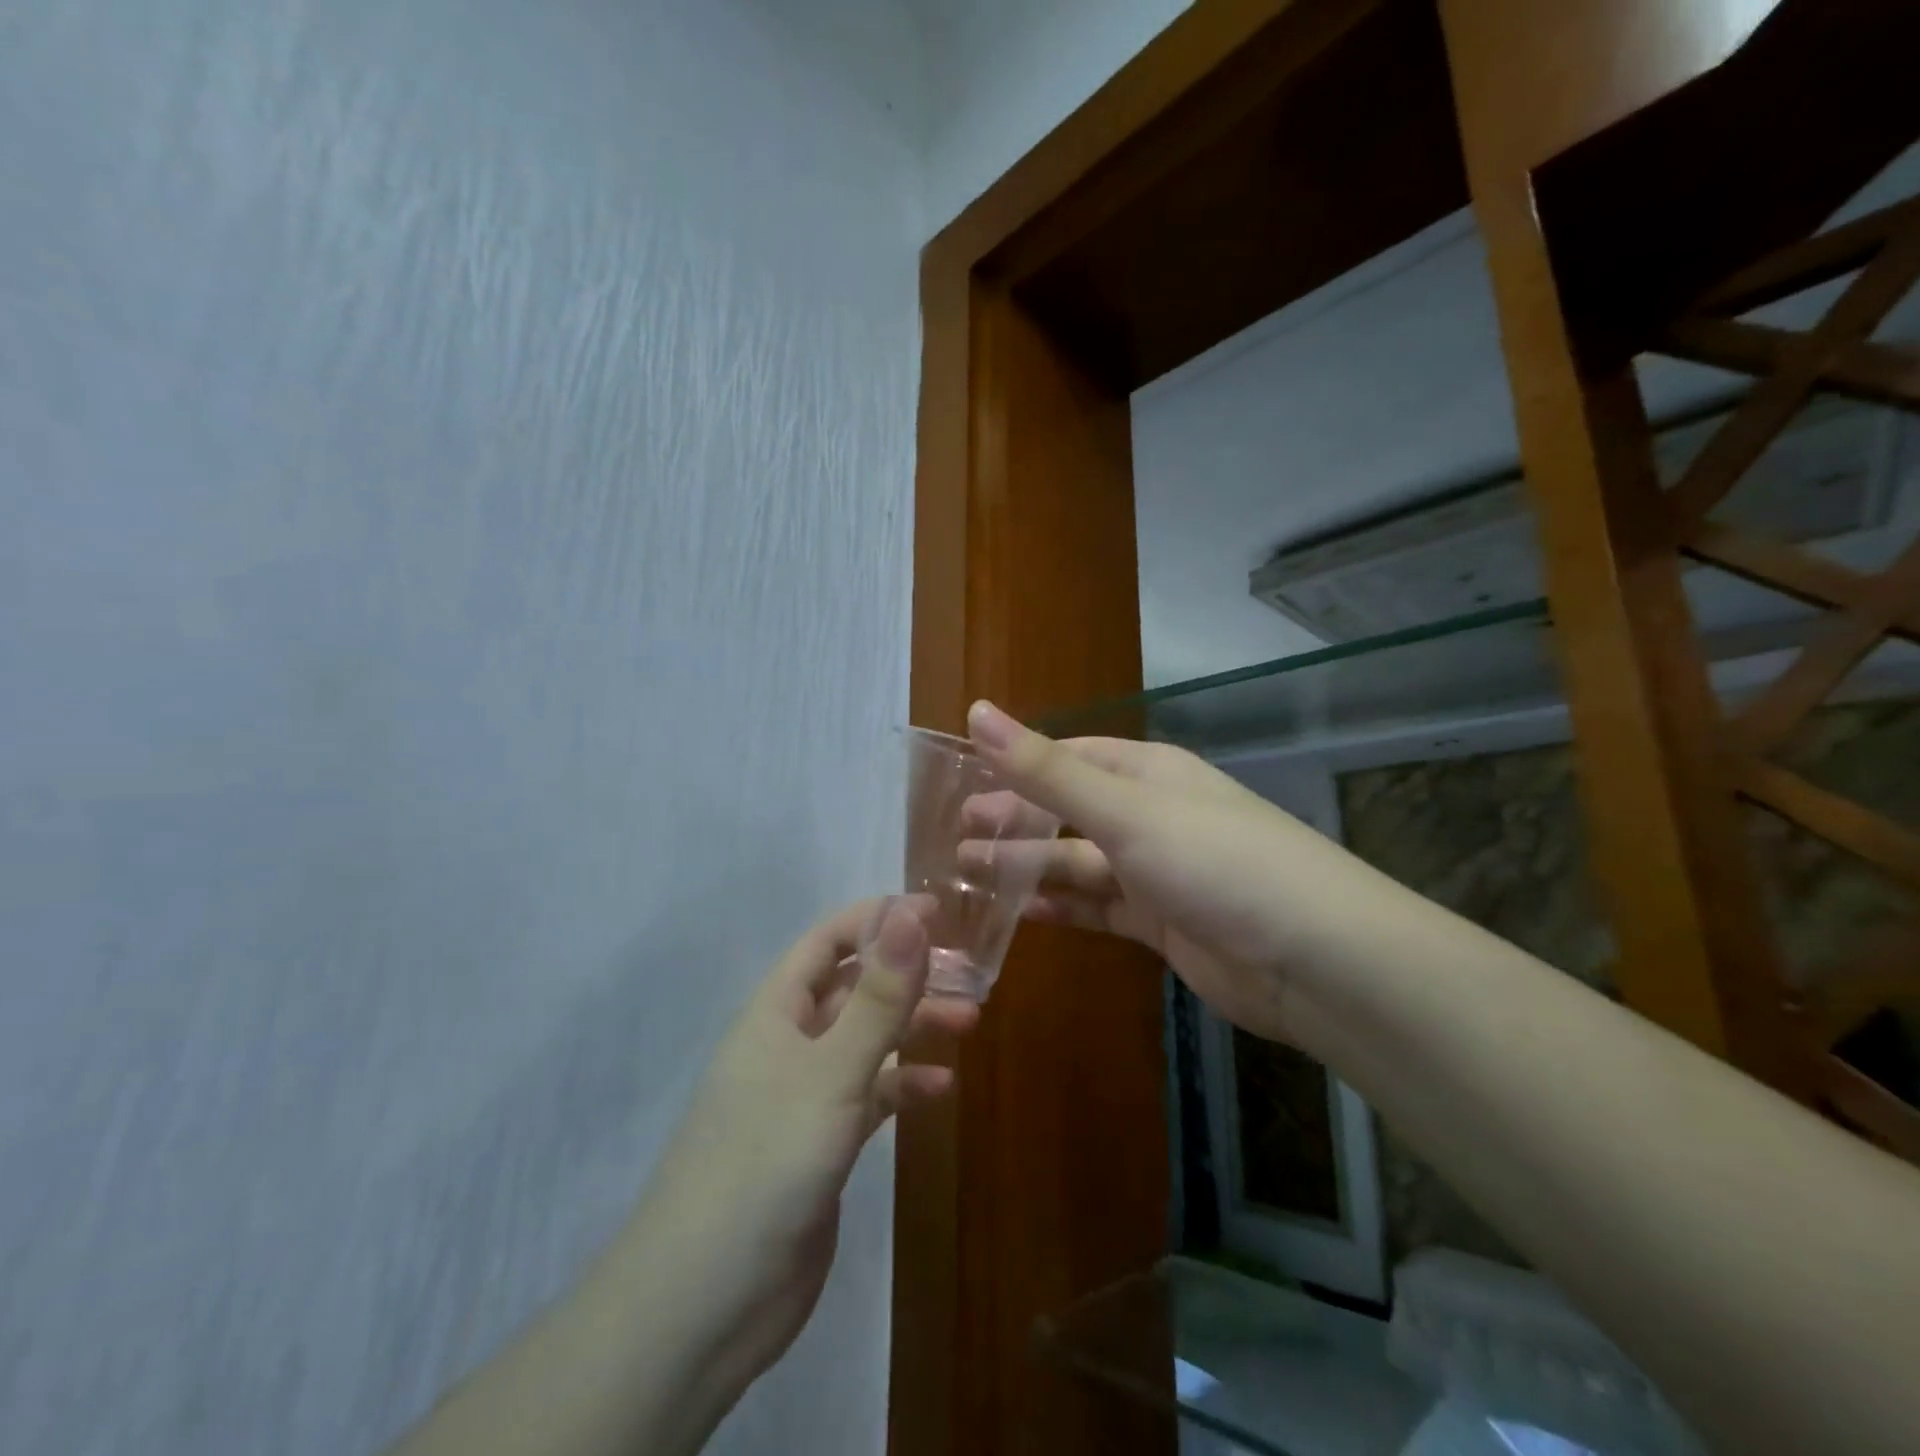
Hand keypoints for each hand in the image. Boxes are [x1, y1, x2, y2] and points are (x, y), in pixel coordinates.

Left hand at [626, 897, 969, 1391]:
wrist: (705, 1304)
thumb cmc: (764, 1163)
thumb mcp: (832, 1071)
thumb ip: (878, 996)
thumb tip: (912, 914)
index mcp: (776, 1011)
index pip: (828, 941)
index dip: (879, 919)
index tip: (938, 913)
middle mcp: (788, 1042)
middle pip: (854, 987)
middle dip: (908, 974)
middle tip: (969, 972)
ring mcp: (804, 1094)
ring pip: (866, 1040)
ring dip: (913, 1026)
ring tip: (969, 1020)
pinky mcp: (821, 1142)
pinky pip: (870, 1095)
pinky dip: (904, 1085)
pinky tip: (942, 1089)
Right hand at [963, 700, 1388, 1041]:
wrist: (1314, 960)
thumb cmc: (1215, 862)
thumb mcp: (1125, 810)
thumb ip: (1047, 769)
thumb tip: (978, 711)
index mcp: (1146, 773)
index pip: (1069, 757)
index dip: (1017, 765)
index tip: (962, 780)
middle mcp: (1151, 815)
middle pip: (1068, 811)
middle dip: (1014, 820)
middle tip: (954, 835)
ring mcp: (1157, 871)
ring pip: (1078, 862)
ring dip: (1028, 866)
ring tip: (968, 872)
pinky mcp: (1162, 922)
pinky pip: (1100, 907)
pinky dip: (1063, 908)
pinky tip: (1022, 913)